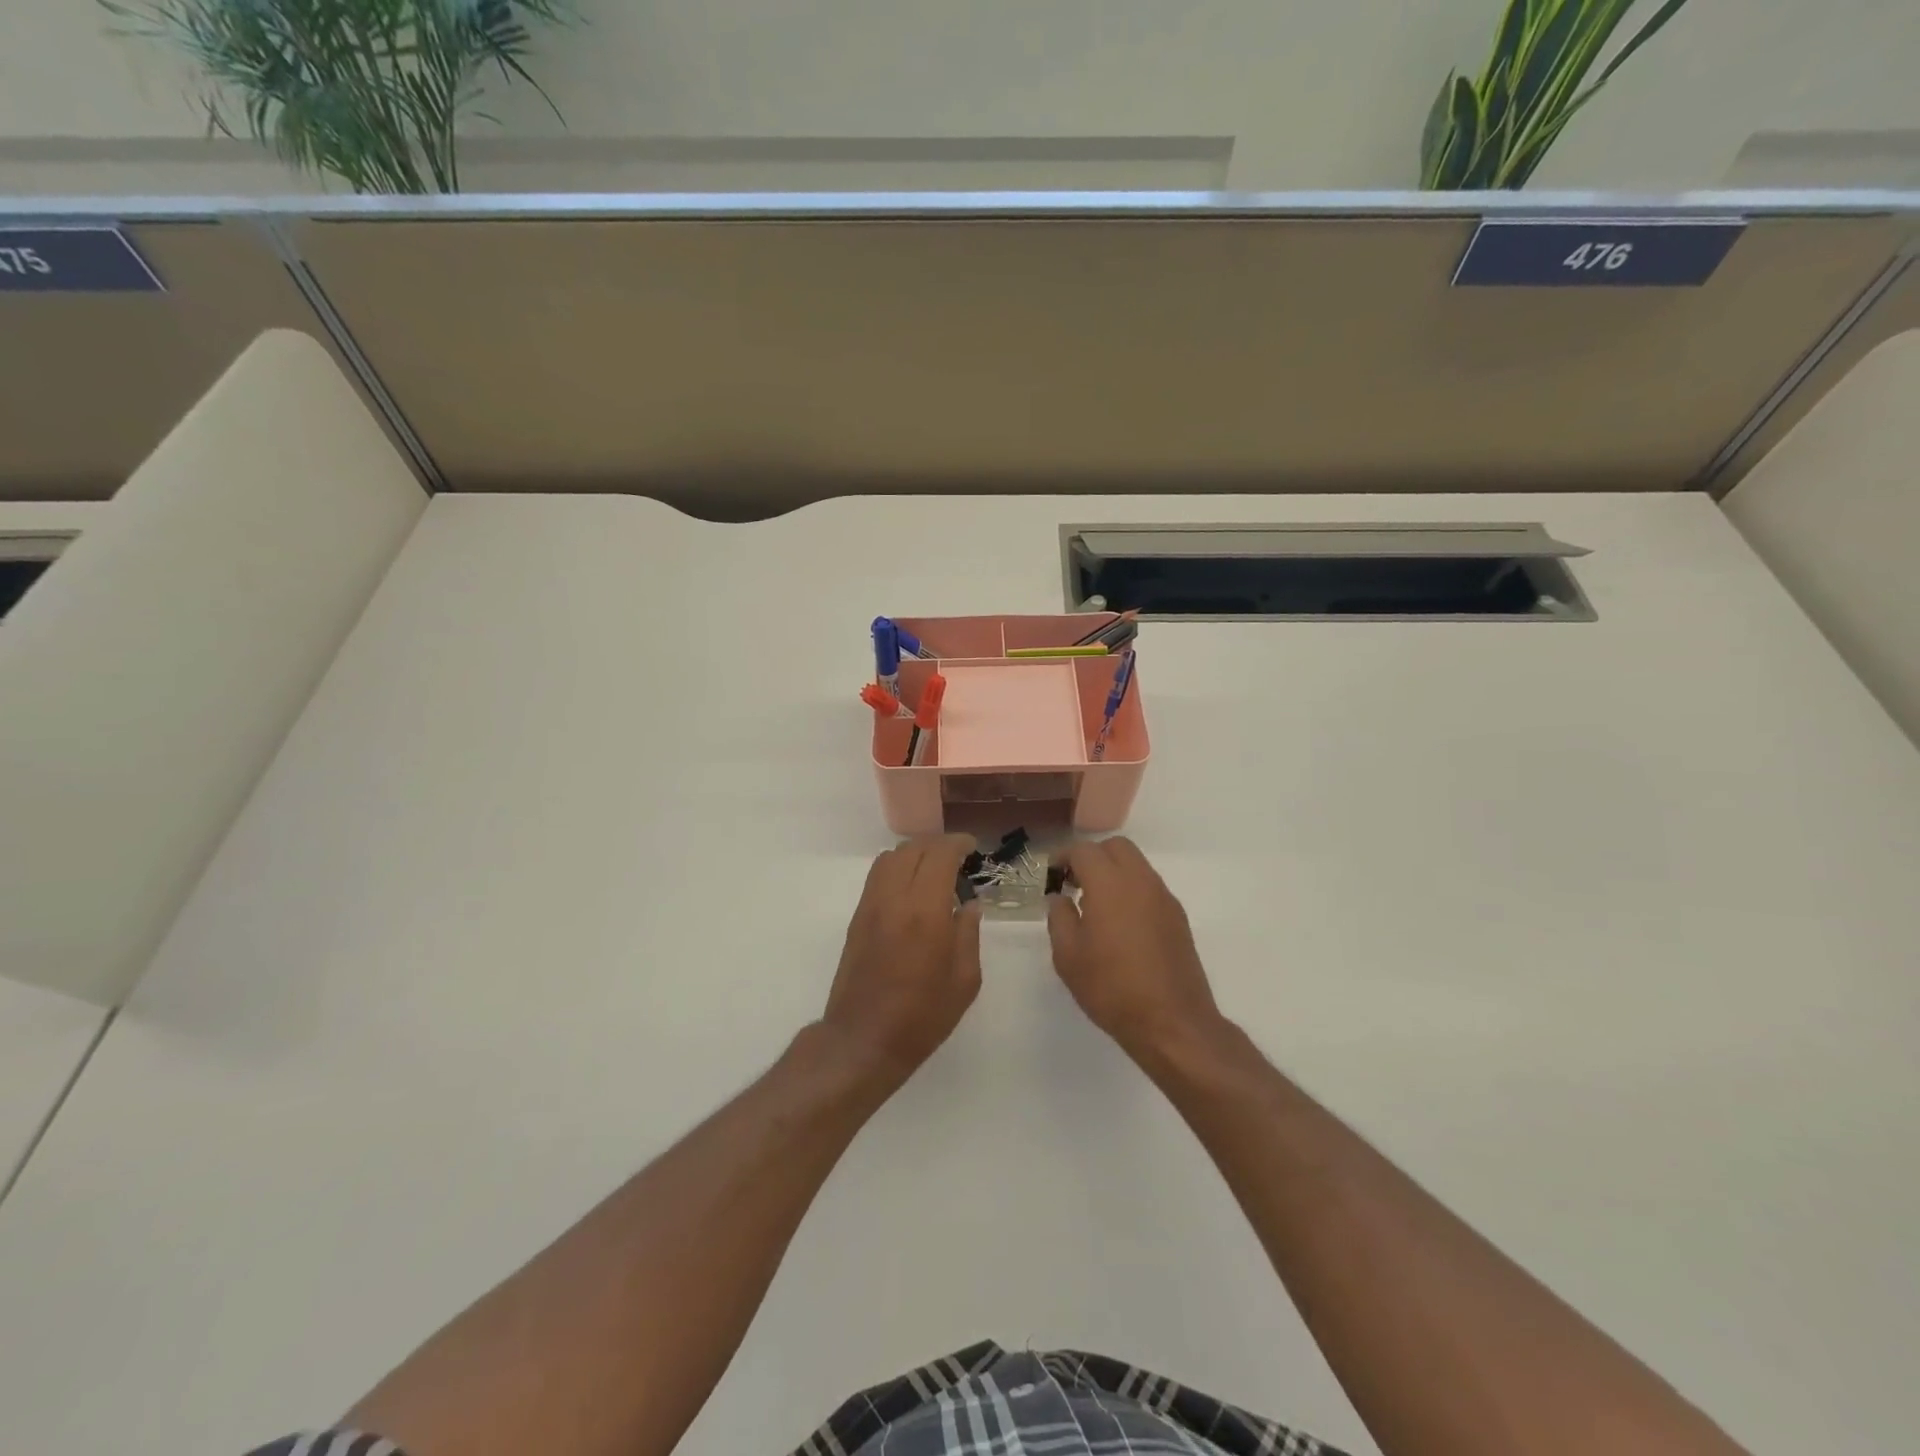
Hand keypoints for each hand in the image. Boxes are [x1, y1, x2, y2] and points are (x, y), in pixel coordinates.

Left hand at [822, 834, 983, 1085]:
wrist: (863, 1039)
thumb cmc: (922, 1016)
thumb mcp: (964, 980)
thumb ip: (969, 934)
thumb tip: (970, 905)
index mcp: (925, 911)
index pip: (939, 855)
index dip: (957, 844)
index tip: (972, 848)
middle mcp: (894, 899)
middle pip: (912, 849)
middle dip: (937, 845)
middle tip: (958, 857)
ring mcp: (870, 906)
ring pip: (890, 858)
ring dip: (914, 854)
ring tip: (934, 870)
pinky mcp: (857, 918)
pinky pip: (878, 877)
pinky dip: (897, 869)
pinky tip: (913, 890)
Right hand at [1046, 836, 1223, 1062]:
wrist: (1172, 1022)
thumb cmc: (1111, 987)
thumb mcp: (1068, 956)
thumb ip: (1059, 917)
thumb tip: (1060, 898)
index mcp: (1110, 884)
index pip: (1084, 851)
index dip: (1063, 857)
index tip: (1052, 876)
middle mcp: (1140, 881)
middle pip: (1116, 847)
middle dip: (1092, 857)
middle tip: (1074, 883)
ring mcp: (1164, 898)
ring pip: (1137, 865)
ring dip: (1114, 872)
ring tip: (1096, 905)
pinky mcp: (1178, 917)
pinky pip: (1150, 887)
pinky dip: (1131, 890)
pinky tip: (1121, 924)